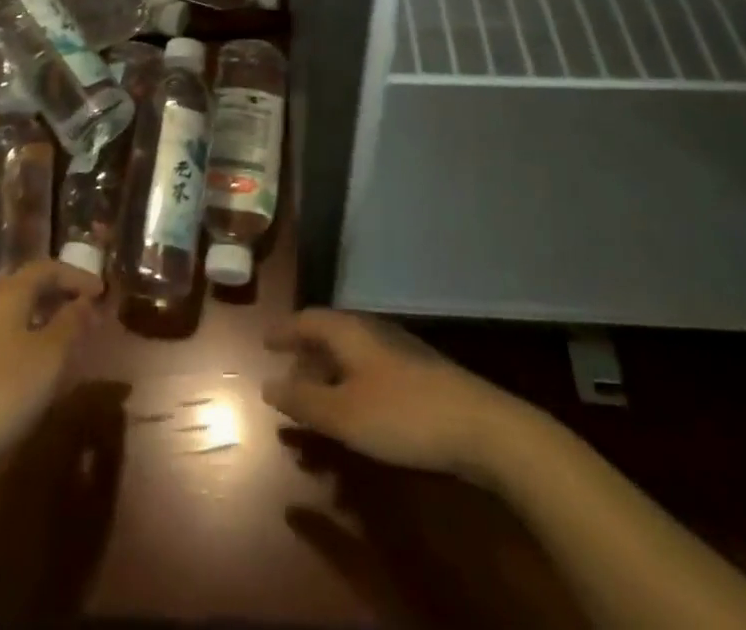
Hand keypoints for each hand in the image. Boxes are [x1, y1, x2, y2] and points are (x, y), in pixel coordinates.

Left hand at [0, 259, 103, 471]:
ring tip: (69, 330)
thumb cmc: (5, 389)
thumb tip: (86, 302)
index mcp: (9, 291)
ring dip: (45, 311)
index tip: (102, 292)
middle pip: (29, 283)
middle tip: (86, 306)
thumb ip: (72, 322)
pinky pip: (6, 327)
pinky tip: (40, 355)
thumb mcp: (51, 355)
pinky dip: (29, 329)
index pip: (48, 267)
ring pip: (16, 306)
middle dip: (60, 290)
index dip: (78, 276)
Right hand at [263, 309, 518, 478]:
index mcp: (349, 331)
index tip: (264, 342)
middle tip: (285, 377)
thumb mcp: (343, 414)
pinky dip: (351, 388)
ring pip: (351, 356)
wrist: (481, 426)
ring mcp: (398, 351)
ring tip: (315, 403)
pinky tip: (356, 415)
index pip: (307, 320)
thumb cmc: (402, 415)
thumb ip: (303, 401)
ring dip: (328, 376)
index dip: (284, 331)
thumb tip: (267, 385)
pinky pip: (370, 373)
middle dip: (305, 355)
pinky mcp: (418, 375)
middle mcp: (371, 332)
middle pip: (329, 335)